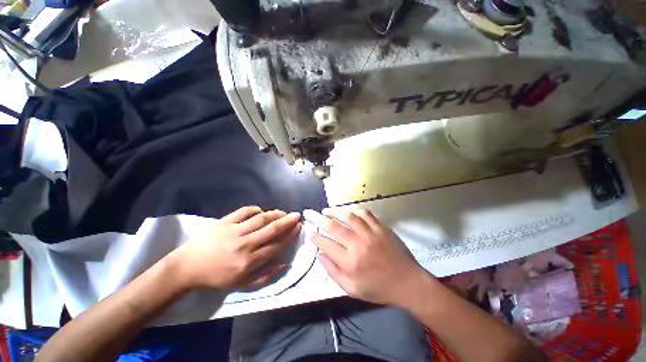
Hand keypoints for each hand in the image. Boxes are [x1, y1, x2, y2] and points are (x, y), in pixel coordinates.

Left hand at [168, 206, 300, 290]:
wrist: (186, 268)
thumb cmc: (216, 278)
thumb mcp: (241, 285)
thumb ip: (265, 276)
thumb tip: (284, 264)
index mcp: (248, 262)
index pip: (276, 245)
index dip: (289, 235)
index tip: (298, 227)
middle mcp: (244, 244)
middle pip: (272, 229)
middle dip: (288, 221)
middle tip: (297, 215)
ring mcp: (234, 231)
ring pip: (260, 218)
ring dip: (275, 214)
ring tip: (283, 212)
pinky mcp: (224, 222)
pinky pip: (243, 211)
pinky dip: (254, 209)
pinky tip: (260, 211)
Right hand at [304, 209, 428, 306]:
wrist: (407, 282)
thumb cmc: (378, 289)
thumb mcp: (352, 289)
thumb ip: (333, 272)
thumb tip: (319, 254)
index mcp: (350, 262)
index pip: (326, 244)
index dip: (315, 236)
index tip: (309, 231)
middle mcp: (358, 244)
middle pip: (333, 226)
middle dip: (317, 218)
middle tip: (309, 213)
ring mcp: (371, 233)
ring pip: (348, 216)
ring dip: (334, 211)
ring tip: (326, 210)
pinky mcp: (381, 227)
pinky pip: (365, 214)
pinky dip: (353, 211)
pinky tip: (347, 212)